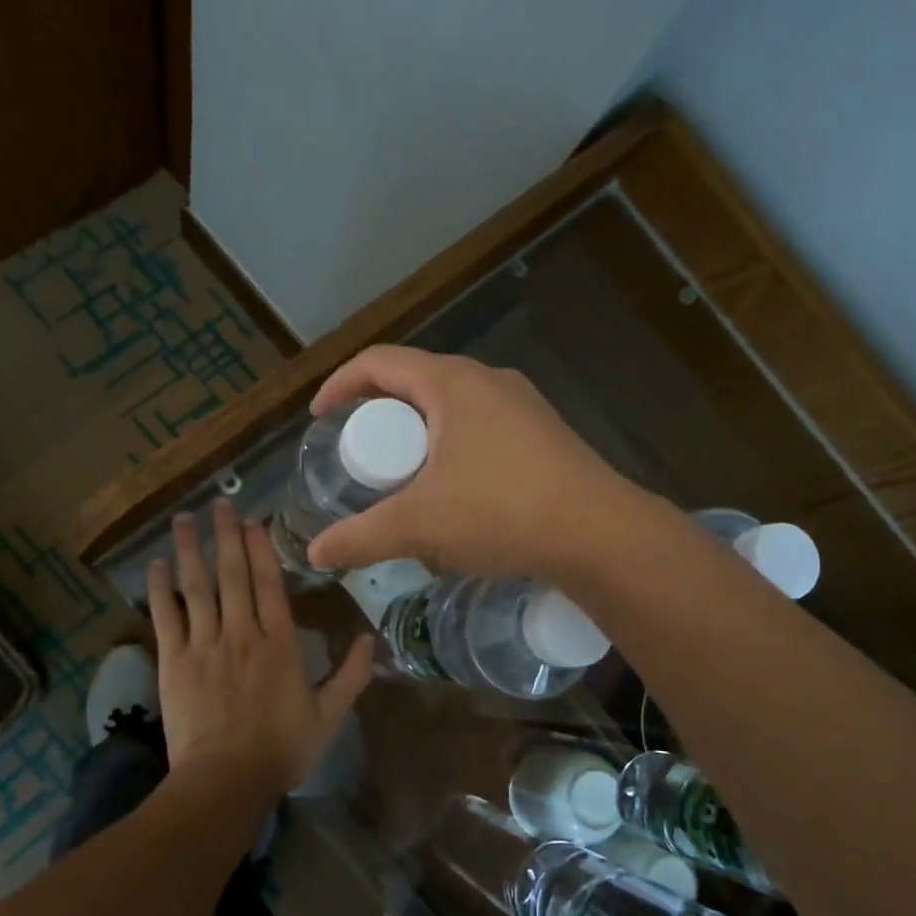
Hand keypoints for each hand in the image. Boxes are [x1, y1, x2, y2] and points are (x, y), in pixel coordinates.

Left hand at [147, 499, 373, 798]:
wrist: (226, 780)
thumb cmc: (281, 749)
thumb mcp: (328, 716)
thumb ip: (350, 675)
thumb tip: (369, 640)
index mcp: (279, 644)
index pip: (269, 584)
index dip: (260, 549)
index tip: (254, 521)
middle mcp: (242, 633)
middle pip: (232, 575)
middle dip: (226, 536)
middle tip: (219, 503)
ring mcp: (204, 645)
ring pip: (197, 587)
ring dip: (190, 550)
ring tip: (184, 519)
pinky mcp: (174, 662)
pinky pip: (166, 617)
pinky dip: (160, 589)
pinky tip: (155, 566)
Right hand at [306, 346, 643, 579]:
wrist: (599, 533)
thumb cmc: (501, 511)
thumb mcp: (420, 525)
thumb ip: (361, 537)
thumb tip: (315, 553)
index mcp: (451, 383)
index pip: (378, 362)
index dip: (339, 384)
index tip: (319, 418)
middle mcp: (487, 380)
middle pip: (415, 382)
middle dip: (379, 415)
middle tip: (361, 456)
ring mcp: (522, 405)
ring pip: (451, 407)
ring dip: (419, 434)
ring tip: (405, 476)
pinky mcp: (543, 433)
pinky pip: (481, 427)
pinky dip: (453, 447)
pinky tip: (456, 492)